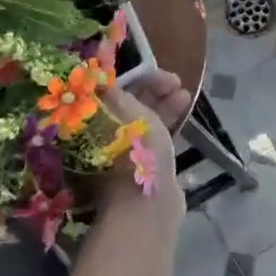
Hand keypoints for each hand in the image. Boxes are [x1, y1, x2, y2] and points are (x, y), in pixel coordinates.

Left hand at [97, 70, 186, 224]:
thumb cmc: (135, 152)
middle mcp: (102, 139)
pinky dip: (167, 120)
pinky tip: (184, 110)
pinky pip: (155, 135)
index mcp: (91, 125)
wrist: (150, 204)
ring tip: (184, 94)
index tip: (155, 71)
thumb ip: (116, 91)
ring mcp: (124, 154)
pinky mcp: (144, 167)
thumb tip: (101, 75)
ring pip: (144, 120)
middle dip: (152, 89)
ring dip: (163, 103)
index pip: (110, 92)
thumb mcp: (128, 112)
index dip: (132, 77)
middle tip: (175, 81)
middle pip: (128, 105)